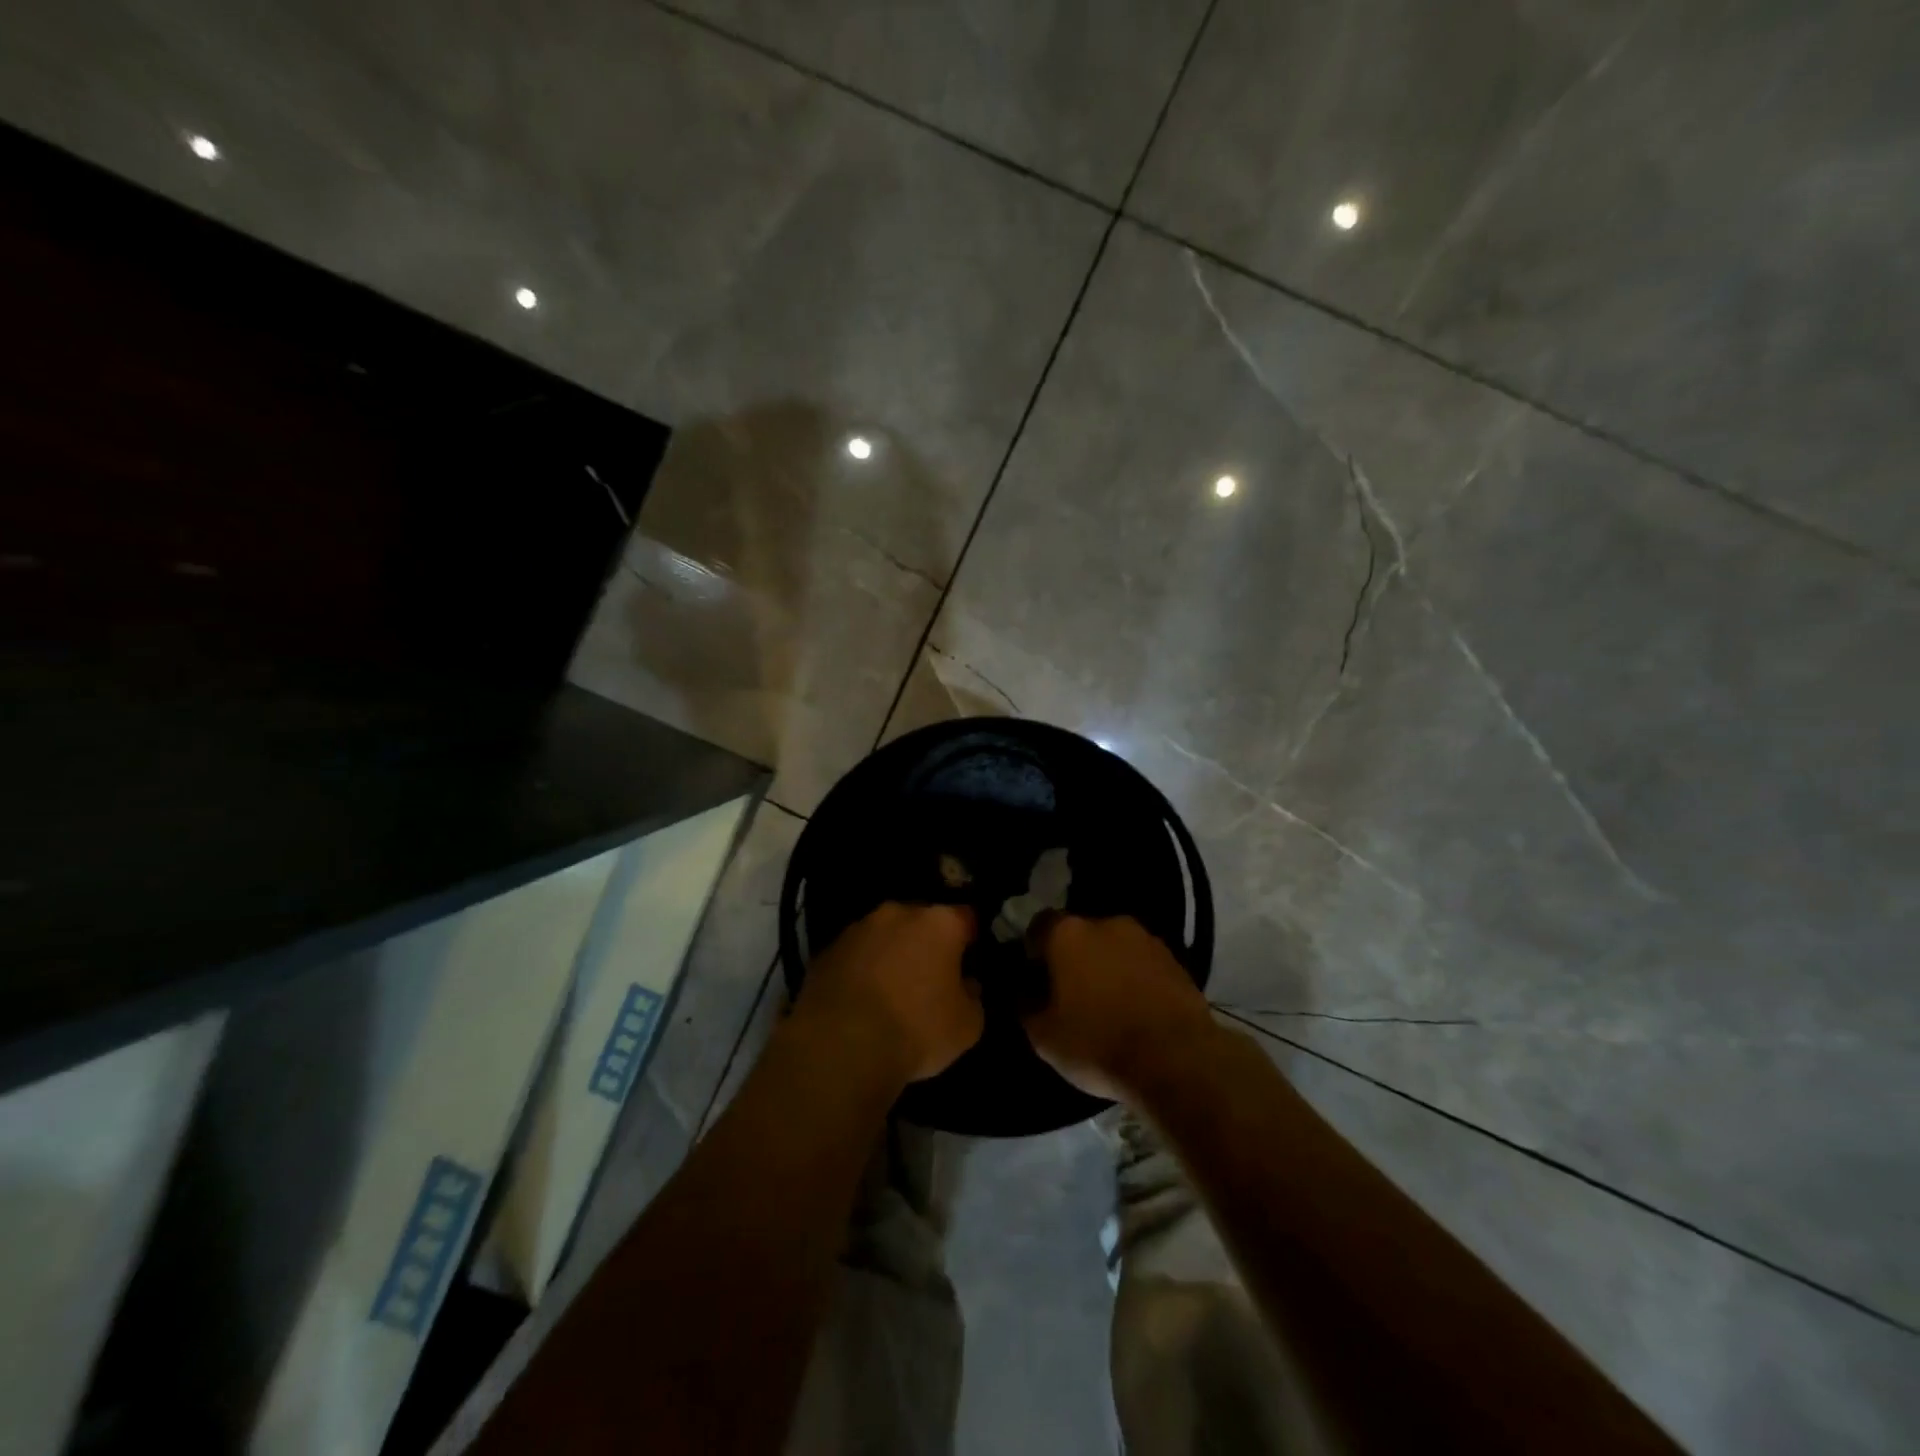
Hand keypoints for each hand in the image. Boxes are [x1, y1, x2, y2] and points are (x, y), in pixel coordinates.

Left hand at [793, 902, 982, 1083]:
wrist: (840, 1047)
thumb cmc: (915, 1031)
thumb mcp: (967, 1026)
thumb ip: (972, 997)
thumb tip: (966, 985)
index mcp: (939, 923)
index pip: (965, 917)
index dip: (970, 938)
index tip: (969, 959)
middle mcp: (898, 913)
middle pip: (921, 920)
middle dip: (927, 941)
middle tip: (930, 975)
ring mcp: (857, 929)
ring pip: (884, 934)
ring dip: (891, 952)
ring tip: (890, 990)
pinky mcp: (826, 951)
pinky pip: (854, 955)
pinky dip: (860, 969)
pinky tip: (860, 1000)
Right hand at [1023, 915, 1219, 1100]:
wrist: (1177, 1059)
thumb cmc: (1098, 1043)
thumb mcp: (1043, 1037)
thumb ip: (1026, 1006)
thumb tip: (1026, 992)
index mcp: (1068, 933)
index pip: (1038, 926)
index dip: (1033, 952)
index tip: (1035, 980)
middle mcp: (1106, 923)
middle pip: (1079, 934)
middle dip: (1073, 958)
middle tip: (1071, 994)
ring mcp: (1145, 938)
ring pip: (1113, 947)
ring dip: (1106, 967)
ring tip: (1108, 1005)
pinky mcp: (1176, 960)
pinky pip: (1142, 963)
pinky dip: (1135, 979)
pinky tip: (1136, 1011)